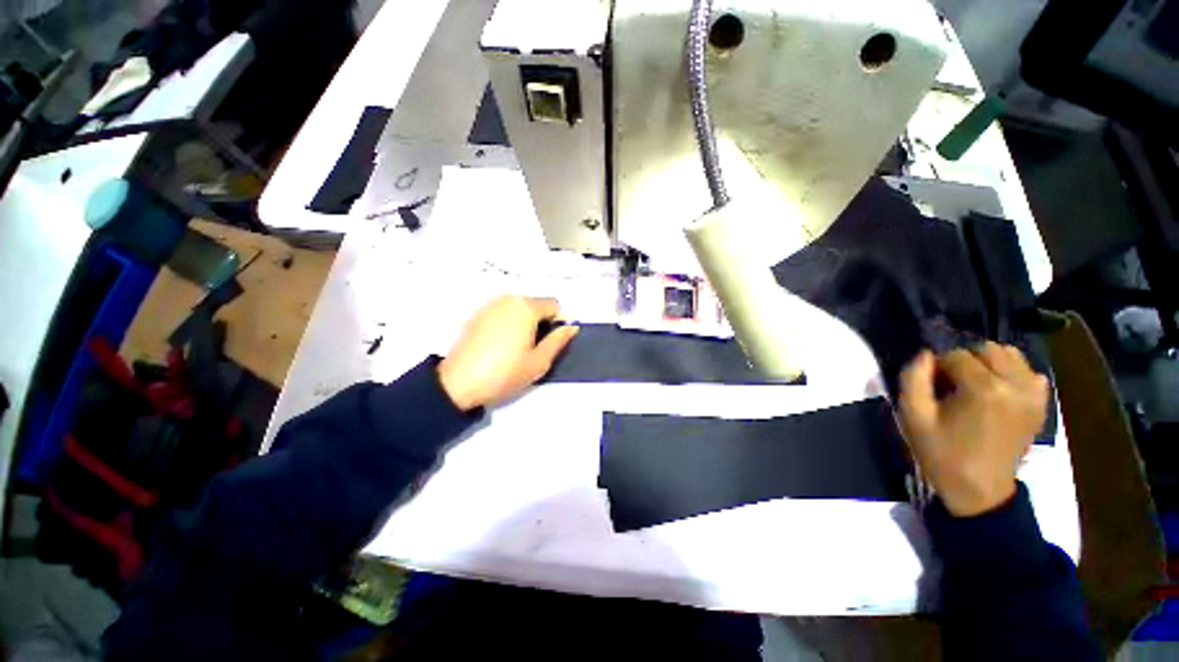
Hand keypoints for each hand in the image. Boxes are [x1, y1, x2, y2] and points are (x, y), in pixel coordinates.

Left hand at [438, 296, 578, 411]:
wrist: (458, 383)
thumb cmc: (504, 373)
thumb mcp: (539, 361)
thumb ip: (559, 340)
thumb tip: (572, 326)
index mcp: (526, 307)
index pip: (554, 305)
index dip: (557, 323)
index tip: (549, 342)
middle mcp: (508, 299)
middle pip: (535, 304)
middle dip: (540, 322)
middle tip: (532, 348)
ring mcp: (490, 305)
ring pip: (519, 308)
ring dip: (524, 322)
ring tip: (515, 348)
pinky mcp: (477, 314)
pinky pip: (503, 313)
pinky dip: (508, 323)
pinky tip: (499, 345)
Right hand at [898, 343, 1048, 517]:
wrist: (979, 490)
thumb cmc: (942, 453)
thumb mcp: (912, 417)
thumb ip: (913, 379)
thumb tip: (925, 355)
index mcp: (984, 389)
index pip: (956, 355)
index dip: (938, 367)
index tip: (932, 387)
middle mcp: (1015, 386)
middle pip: (988, 350)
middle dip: (965, 361)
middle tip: (952, 385)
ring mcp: (1034, 396)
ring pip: (1011, 356)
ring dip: (989, 364)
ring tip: (975, 385)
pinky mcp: (1041, 405)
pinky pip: (1030, 373)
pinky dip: (1013, 374)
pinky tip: (999, 392)